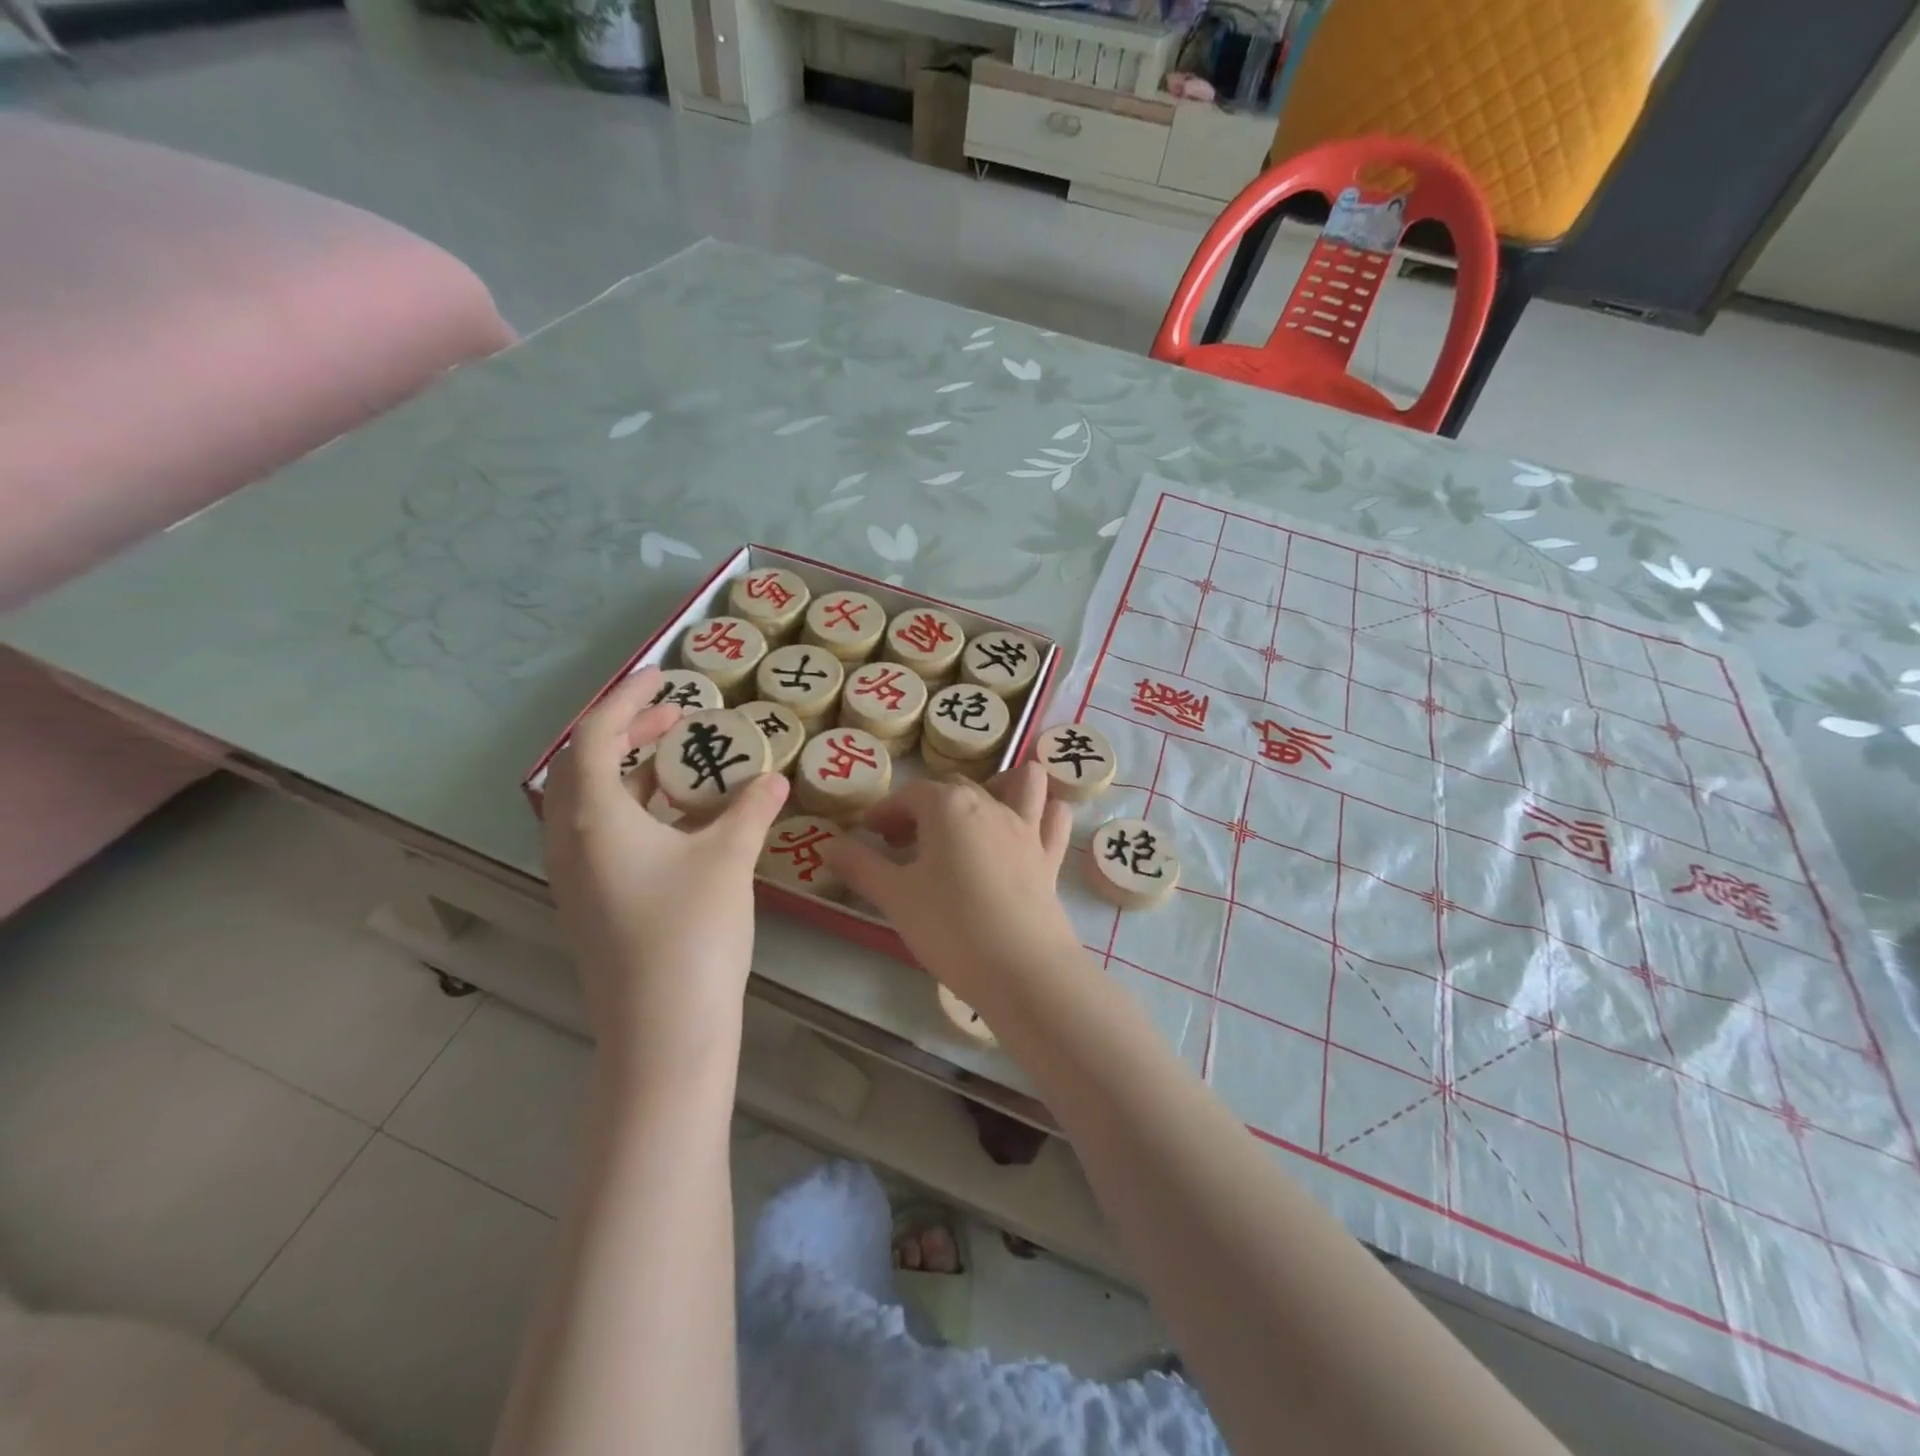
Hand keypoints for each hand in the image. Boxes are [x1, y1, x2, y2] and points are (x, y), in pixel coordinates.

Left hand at [542, 667, 788, 1067]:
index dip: (626, 699)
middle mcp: (572, 843)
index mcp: (593, 819)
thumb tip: (773, 779)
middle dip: (628, 733)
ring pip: (594, 805)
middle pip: (586, 767)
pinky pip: (606, 836)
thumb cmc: (691, 931)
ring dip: (632, 773)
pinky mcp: (595, 906)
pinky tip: (683, 820)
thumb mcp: (727, 858)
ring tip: (680, 761)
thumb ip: (749, 810)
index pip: (593, 736)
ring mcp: (578, 879)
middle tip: (675, 718)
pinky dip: (638, 811)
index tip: (664, 678)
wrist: (663, 1030)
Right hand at [825, 763, 1080, 1008]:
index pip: (909, 794)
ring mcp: (1026, 829)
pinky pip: (1053, 819)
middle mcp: (990, 805)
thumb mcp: (894, 897)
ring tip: (976, 815)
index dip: (885, 812)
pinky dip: (1043, 813)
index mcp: (948, 806)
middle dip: (924, 807)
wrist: (1021, 969)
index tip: (868, 835)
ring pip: (1022, 784)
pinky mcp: (1049, 857)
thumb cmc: (950, 927)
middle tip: (902, 843)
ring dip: (1001, 786)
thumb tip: (827, 845)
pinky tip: (1030, 827)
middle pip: (953, 789)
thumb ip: (860, 866)